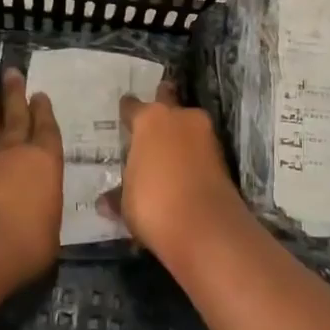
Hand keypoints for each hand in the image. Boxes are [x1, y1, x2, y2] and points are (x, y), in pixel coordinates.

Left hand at [0, 69, 62, 285]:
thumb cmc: (30, 238)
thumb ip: (45, 214)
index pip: (46, 129)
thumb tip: (39, 219)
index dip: (43, 111)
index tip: (40, 94)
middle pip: (16, 116)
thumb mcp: (51, 228)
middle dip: (15, 94)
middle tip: (11, 73)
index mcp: (46, 161)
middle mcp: (17, 153)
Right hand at [98, 81, 248, 265]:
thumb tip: (105, 201)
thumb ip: (117, 195)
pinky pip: (201, 149)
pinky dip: (193, 156)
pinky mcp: (224, 157)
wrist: (206, 228)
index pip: (132, 106)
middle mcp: (180, 118)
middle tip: (150, 121)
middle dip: (161, 106)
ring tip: (166, 152)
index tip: (123, 117)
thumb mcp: (126, 203)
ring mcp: (206, 135)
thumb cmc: (153, 204)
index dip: (127, 113)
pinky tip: (182, 171)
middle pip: (168, 101)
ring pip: (188, 125)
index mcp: (149, 120)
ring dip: (179, 134)